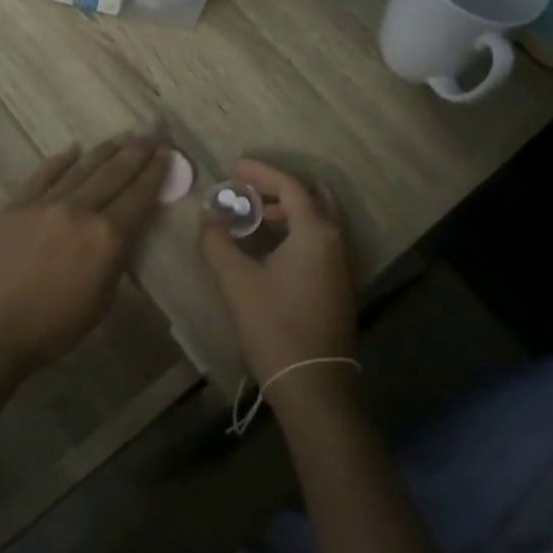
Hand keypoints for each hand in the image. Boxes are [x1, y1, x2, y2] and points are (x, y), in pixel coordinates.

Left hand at [0, 135, 168, 376]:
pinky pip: (44, 174)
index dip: (156, 172)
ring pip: (82, 168)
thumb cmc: (52, 327)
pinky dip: (61, 160)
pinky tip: (72, 150)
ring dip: (105, 151)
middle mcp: (80, 210)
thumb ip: (116, 258)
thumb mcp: (101, 301)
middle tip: (152, 135)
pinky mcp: (16, 204)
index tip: (167, 153)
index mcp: (107, 237)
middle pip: (114, 173)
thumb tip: (124, 229)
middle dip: (136, 152)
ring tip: (121, 138)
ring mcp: (45, 203)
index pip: (139, 195)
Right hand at [198, 159, 357, 397]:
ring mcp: (343, 263)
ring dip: (291, 209)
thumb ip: (217, 242)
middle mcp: (337, 240)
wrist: (313, 384)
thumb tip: (209, 217)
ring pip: (320, 218)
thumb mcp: (237, 282)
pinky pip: (322, 238)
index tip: (233, 168)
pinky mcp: (341, 282)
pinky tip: (273, 246)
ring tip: (257, 216)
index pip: (290, 186)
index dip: (260, 172)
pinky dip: (299, 228)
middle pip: (313, 196)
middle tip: (248, 190)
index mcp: (316, 233)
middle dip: (280, 187)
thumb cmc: (275, 327)